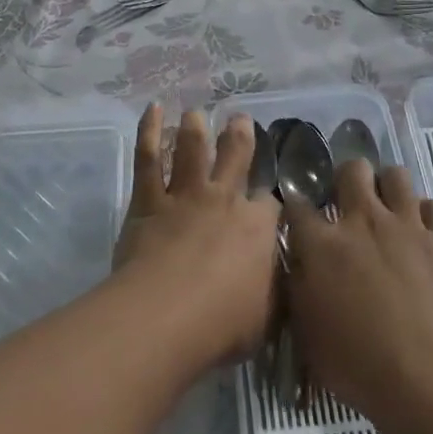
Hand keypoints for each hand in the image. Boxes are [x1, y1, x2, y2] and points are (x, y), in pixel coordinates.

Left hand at [113, 105, 280, 367]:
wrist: (168, 314)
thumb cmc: (224, 323)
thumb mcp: (268, 315)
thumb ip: (275, 290)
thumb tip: (283, 278)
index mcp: (258, 226)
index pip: (270, 202)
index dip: (270, 197)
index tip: (270, 198)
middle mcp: (225, 200)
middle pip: (236, 158)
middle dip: (240, 137)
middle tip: (239, 119)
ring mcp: (185, 196)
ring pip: (192, 151)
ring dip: (195, 129)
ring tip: (196, 113)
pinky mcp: (148, 200)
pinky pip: (148, 159)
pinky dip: (149, 131)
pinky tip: (153, 110)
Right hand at [284, 160, 432, 427]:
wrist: (427, 378)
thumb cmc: (356, 364)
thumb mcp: (306, 332)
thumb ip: (298, 287)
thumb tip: (298, 263)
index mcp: (322, 244)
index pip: (298, 204)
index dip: (295, 206)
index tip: (298, 216)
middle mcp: (362, 221)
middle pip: (352, 169)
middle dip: (346, 179)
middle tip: (347, 204)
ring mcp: (406, 225)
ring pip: (396, 175)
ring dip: (388, 188)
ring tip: (387, 210)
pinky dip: (427, 215)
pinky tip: (422, 234)